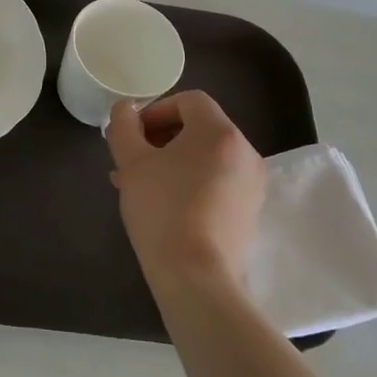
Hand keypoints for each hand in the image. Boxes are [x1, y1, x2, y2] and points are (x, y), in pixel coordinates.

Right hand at [106, 91, 266, 287]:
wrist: (196, 275)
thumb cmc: (161, 209)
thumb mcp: (131, 162)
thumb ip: (123, 127)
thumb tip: (125, 110)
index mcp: (219, 133)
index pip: (190, 101)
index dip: (156, 109)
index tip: (133, 133)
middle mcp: (245, 152)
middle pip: (200, 128)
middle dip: (161, 138)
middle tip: (132, 160)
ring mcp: (252, 184)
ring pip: (207, 157)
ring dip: (173, 162)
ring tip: (141, 185)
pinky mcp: (250, 211)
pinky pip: (218, 181)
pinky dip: (192, 182)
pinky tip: (165, 206)